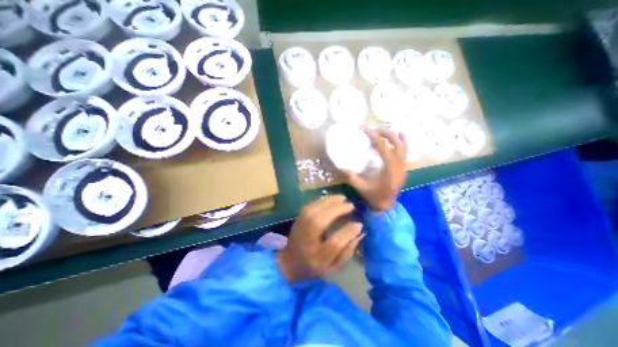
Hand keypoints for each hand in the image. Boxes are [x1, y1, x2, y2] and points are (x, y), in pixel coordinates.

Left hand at [278, 195, 362, 280]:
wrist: (289, 263)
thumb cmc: (314, 267)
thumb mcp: (333, 267)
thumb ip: (347, 251)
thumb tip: (359, 232)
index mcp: (318, 259)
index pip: (334, 244)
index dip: (347, 232)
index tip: (359, 224)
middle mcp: (307, 242)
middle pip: (319, 222)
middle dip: (337, 210)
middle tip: (350, 205)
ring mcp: (299, 229)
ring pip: (312, 211)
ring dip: (328, 202)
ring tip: (342, 198)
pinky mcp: (297, 220)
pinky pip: (308, 207)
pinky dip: (320, 201)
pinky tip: (330, 199)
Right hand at [345, 128, 408, 212]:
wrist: (387, 206)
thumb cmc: (374, 197)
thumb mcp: (361, 187)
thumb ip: (351, 177)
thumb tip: (341, 167)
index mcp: (389, 170)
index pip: (384, 148)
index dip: (375, 137)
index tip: (365, 129)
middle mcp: (399, 166)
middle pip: (396, 143)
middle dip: (384, 133)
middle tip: (372, 128)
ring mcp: (403, 166)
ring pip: (402, 146)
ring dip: (392, 136)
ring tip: (382, 129)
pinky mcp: (403, 168)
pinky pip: (405, 151)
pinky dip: (402, 141)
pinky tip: (400, 134)